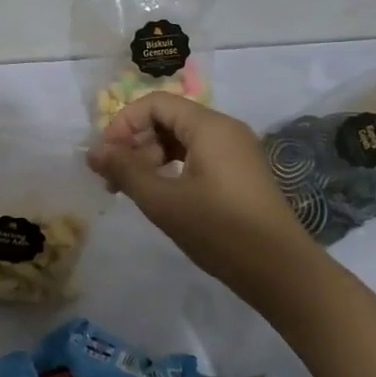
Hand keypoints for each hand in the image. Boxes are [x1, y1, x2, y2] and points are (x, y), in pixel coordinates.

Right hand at [85, 93, 309, 289]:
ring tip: (133, 190)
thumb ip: (125, 171)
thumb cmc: (220, 230)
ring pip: (180, 139)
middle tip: (114, 178)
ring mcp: (235, 151)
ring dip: (151, 158)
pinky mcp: (239, 173)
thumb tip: (93, 152)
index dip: (123, 123)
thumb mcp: (163, 201)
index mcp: (210, 126)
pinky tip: (161, 195)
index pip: (155, 103)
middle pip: (168, 119)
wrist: (282, 272)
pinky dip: (172, 168)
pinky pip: (197, 156)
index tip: (105, 156)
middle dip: (135, 143)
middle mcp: (225, 129)